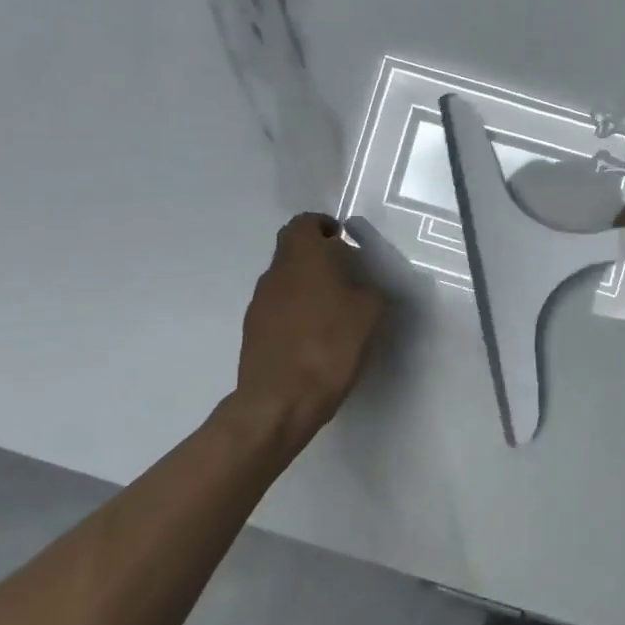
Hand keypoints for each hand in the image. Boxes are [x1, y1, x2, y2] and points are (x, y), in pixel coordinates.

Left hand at [235, 214, 385, 450]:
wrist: (280, 401)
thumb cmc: (329, 346)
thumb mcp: (370, 314)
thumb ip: (371, 290)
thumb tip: (366, 287)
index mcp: (303, 257)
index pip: (305, 223)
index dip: (324, 227)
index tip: (344, 241)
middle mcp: (275, 272)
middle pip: (293, 250)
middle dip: (318, 256)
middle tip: (346, 274)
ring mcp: (259, 303)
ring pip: (285, 280)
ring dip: (307, 285)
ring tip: (334, 310)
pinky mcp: (252, 331)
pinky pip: (278, 308)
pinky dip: (296, 311)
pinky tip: (315, 336)